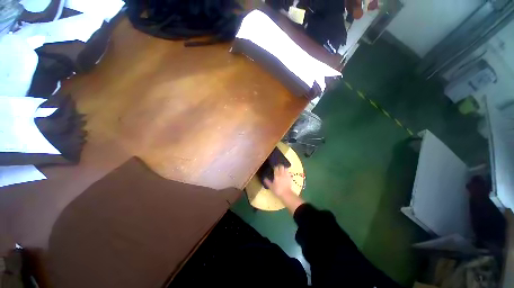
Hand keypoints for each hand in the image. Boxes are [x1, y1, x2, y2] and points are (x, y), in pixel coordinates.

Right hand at [264, 165, 292, 197]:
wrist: (286, 194)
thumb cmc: (278, 190)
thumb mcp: (271, 187)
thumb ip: (268, 182)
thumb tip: (264, 178)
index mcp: (277, 175)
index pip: (276, 168)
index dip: (275, 167)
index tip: (274, 167)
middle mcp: (282, 174)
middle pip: (281, 166)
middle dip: (280, 166)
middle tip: (278, 167)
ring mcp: (287, 175)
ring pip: (286, 168)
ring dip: (284, 168)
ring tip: (283, 169)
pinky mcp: (290, 177)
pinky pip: (289, 173)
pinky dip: (288, 172)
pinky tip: (287, 174)